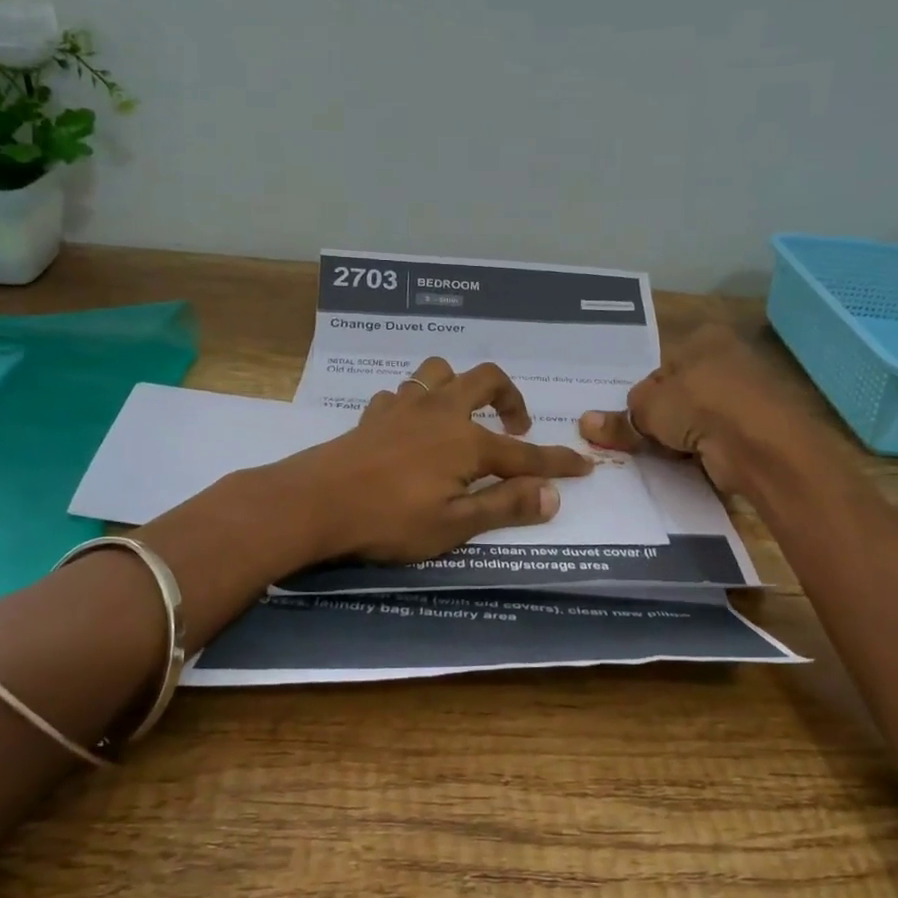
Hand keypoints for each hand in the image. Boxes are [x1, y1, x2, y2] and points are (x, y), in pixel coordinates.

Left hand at [276, 357, 591, 563]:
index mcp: (467, 442)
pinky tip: (409, 427)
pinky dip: (414, 404)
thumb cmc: (388, 520)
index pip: (524, 455)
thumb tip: (554, 496)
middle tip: (516, 428)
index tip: (583, 466)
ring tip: (461, 417)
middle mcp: (441, 412)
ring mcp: (404, 407)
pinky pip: (401, 394)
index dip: (557, 463)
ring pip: (439, 372)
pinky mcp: (374, 414)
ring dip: (458, 386)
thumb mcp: (454, 525)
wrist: (314, 502)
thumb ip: (505, 507)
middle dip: (510, 398)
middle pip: (486, 380)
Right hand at [578, 325, 800, 494]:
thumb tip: (587, 423)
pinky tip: (685, 464)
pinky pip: (715, 440)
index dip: (641, 394)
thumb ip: (619, 417)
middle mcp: (728, 360)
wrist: (760, 444)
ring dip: (678, 437)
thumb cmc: (699, 404)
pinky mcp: (754, 430)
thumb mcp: (648, 408)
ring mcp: (745, 397)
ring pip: (696, 419)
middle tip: (635, 441)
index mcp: (704, 339)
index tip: (628, 420)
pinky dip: (700, 452)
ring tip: (659, 455)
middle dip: (658, 418)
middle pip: (678, 393)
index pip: (660, 366)